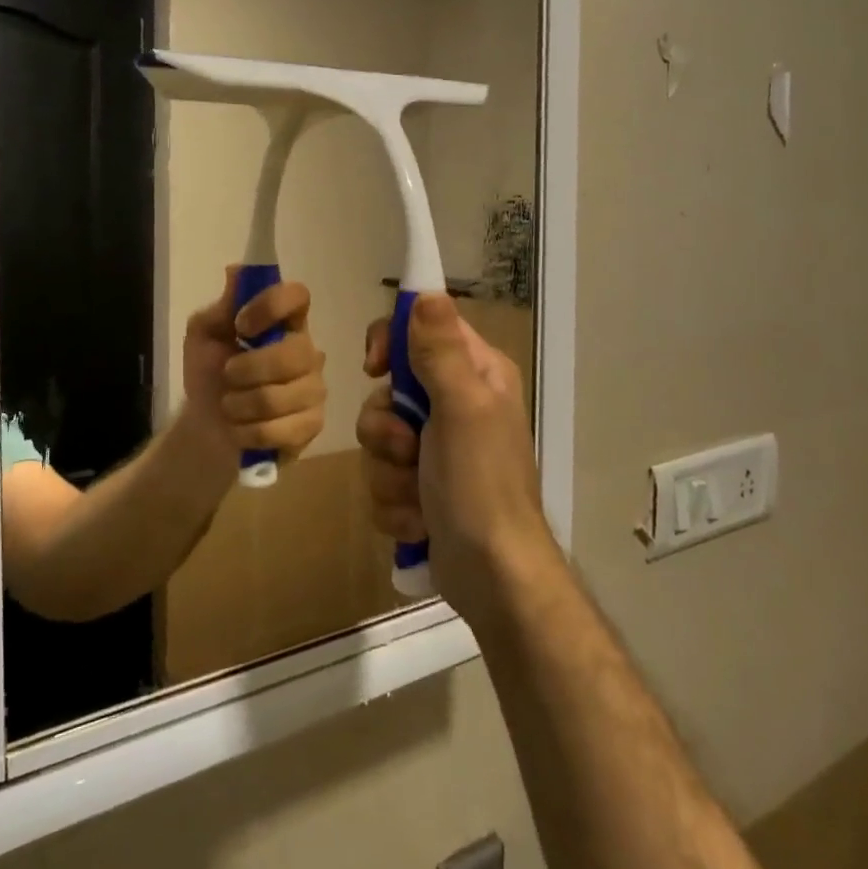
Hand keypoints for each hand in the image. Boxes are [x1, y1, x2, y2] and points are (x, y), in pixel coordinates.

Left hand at [181, 268, 326, 462]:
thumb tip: (236, 270)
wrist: (205, 428)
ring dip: (240, 405)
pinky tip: (242, 429)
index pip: (298, 296)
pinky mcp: (312, 425)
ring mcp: (314, 389)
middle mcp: (308, 351)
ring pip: (280, 397)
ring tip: (230, 406)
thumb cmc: (208, 373)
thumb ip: (221, 306)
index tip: (241, 325)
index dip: (270, 307)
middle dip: (247, 370)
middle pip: (293, 354)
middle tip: (227, 375)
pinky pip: (281, 430)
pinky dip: (248, 432)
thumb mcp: (203, 335)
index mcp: (285, 322)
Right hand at [357, 294, 555, 621]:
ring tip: (418, 497)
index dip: (391, 342)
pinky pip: (381, 478)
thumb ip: (440, 350)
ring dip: (389, 473)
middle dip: (386, 428)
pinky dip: (394, 502)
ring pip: (378, 439)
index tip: (375, 367)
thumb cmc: (481, 485)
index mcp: (475, 374)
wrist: (492, 577)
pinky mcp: (420, 488)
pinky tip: (419, 521)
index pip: (421, 329)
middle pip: (388, 390)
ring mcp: (436, 449)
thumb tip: (426, 291)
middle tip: (408, 450)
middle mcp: (456, 404)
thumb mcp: (462, 409)